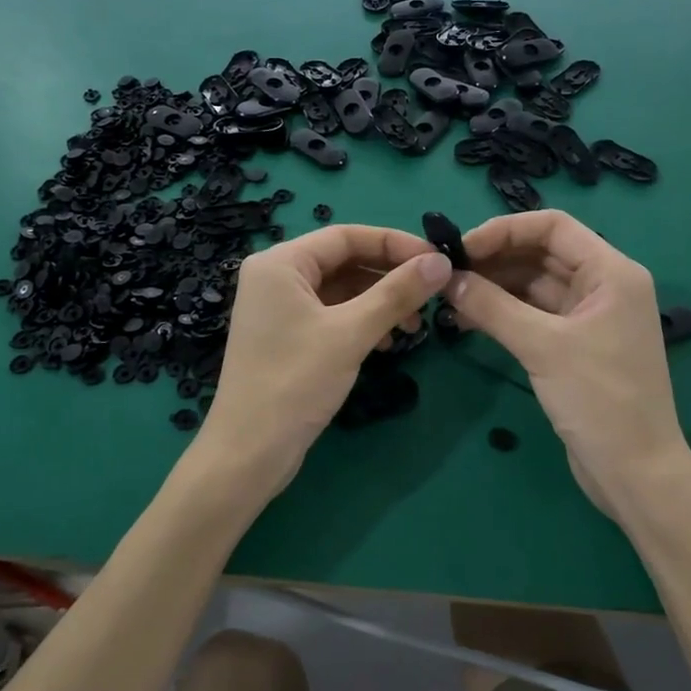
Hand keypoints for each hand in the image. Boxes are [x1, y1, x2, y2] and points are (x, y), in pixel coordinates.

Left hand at [202, 225, 451, 502]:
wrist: (249, 453)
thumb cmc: (295, 383)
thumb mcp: (350, 333)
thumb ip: (397, 293)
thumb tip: (442, 262)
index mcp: (280, 263)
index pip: (346, 236)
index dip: (395, 243)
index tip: (437, 261)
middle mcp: (276, 277)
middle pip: (344, 261)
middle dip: (389, 276)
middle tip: (431, 295)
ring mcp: (280, 309)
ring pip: (342, 290)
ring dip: (380, 302)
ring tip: (414, 327)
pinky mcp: (287, 337)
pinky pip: (333, 315)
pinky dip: (363, 322)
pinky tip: (388, 343)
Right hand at [446, 211, 688, 514]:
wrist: (635, 473)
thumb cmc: (599, 401)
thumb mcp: (543, 347)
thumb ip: (492, 306)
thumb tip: (447, 277)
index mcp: (611, 272)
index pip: (552, 226)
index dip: (504, 230)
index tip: (461, 249)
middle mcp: (602, 286)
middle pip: (541, 253)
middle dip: (494, 259)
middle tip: (447, 275)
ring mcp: (589, 316)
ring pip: (533, 285)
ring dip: (494, 287)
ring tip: (450, 300)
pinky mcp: (575, 345)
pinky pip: (533, 314)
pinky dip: (503, 313)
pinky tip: (468, 321)